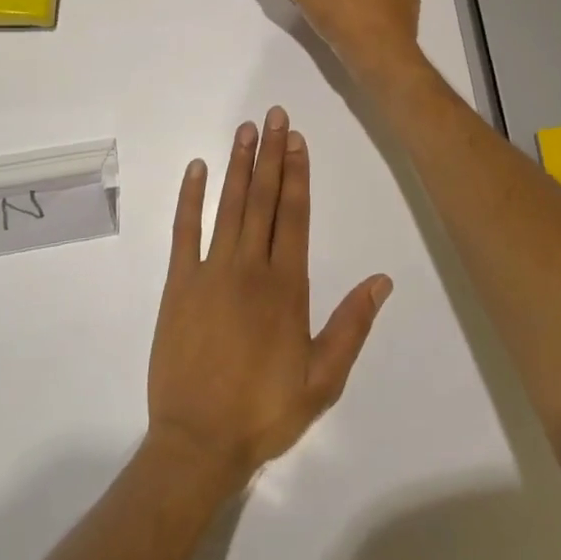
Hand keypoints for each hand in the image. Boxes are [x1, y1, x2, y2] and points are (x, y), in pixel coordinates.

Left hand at [146, 108, 391, 490]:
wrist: (197, 445)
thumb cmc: (264, 411)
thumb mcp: (323, 380)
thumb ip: (352, 326)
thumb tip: (382, 280)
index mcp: (286, 286)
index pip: (294, 215)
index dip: (297, 173)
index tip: (297, 139)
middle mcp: (250, 267)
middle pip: (263, 198)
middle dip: (270, 153)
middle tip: (274, 115)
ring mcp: (210, 272)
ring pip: (228, 205)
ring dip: (238, 164)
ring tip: (245, 129)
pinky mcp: (178, 284)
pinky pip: (184, 231)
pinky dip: (190, 197)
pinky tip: (196, 168)